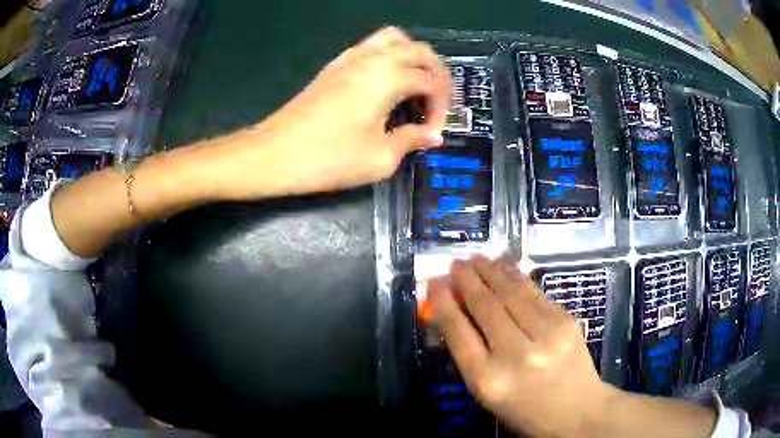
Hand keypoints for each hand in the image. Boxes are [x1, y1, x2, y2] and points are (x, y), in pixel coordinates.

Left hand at [211, 26, 450, 199]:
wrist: (273, 154)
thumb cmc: (327, 158)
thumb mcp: (379, 158)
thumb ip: (411, 141)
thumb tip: (432, 136)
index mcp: (388, 78)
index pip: (431, 81)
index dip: (440, 107)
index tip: (433, 132)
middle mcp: (372, 59)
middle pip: (419, 50)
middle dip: (436, 74)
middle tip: (435, 104)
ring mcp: (350, 58)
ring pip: (394, 39)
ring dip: (413, 57)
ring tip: (415, 86)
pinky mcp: (334, 66)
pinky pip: (371, 46)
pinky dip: (389, 57)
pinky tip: (386, 84)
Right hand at [429, 257, 610, 437]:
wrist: (578, 411)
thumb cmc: (525, 409)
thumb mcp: (488, 393)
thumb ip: (471, 354)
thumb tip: (457, 312)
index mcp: (488, 380)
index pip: (459, 333)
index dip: (443, 303)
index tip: (433, 283)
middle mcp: (516, 354)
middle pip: (485, 306)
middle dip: (466, 280)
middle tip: (455, 263)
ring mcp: (546, 334)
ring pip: (511, 293)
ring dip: (490, 271)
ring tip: (476, 259)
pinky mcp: (566, 321)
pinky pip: (534, 293)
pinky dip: (516, 277)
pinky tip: (505, 268)